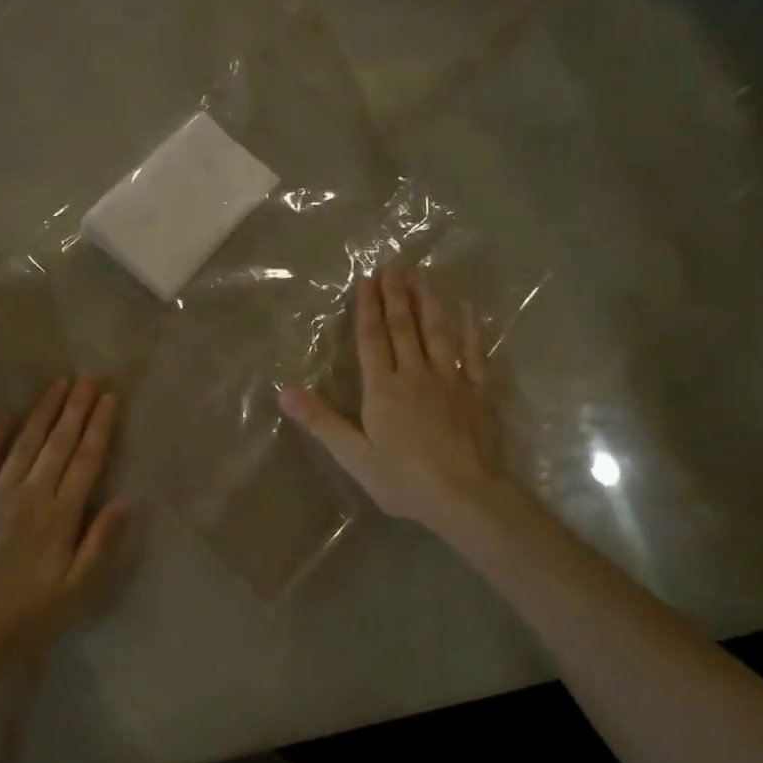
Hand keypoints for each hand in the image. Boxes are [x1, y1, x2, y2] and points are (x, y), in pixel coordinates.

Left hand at [0, 376, 127, 662]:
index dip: (99, 426)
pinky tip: (8, 414)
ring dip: (43, 410)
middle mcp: (30, 495)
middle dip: (76, 407)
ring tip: (58, 382)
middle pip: (58, 442)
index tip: (109, 397)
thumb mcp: (77, 588)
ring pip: (25, 443)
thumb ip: (101, 541)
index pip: (85, 460)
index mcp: (60, 515)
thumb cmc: (29, 614)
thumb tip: (128, 500)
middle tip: (90, 376)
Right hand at [280, 267, 514, 534]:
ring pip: (438, 332)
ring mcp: (451, 380)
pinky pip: (475, 353)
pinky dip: (471, 328)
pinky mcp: (479, 392)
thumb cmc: (404, 480)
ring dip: (429, 301)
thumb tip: (284, 391)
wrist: (466, 498)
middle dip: (397, 294)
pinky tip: (468, 307)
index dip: (368, 308)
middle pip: (404, 327)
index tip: (367, 280)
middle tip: (395, 264)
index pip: (372, 339)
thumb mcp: (354, 456)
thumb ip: (321, 421)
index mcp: (383, 388)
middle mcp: (415, 374)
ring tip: (424, 274)